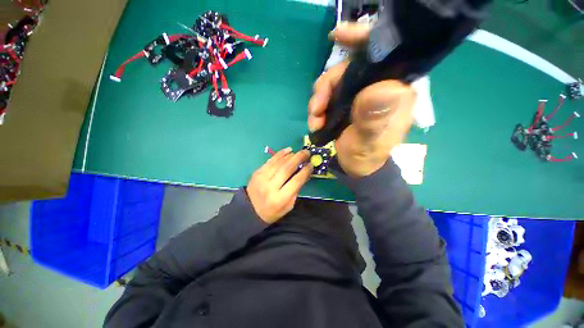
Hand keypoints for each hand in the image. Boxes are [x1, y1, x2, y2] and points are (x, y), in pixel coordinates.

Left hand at [247, 148, 311, 223]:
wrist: (250, 210)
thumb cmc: (273, 211)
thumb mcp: (288, 205)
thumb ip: (297, 189)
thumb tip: (305, 173)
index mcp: (280, 199)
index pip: (295, 181)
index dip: (305, 171)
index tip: (311, 164)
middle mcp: (270, 187)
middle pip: (287, 169)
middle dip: (298, 158)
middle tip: (306, 152)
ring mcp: (262, 178)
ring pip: (278, 163)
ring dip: (290, 155)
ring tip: (298, 152)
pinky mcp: (257, 172)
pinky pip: (270, 160)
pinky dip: (280, 154)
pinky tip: (287, 150)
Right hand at [308, 23, 415, 176]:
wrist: (356, 166)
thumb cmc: (367, 156)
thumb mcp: (370, 141)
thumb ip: (374, 119)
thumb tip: (380, 87)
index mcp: (394, 92)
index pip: (384, 55)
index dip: (362, 40)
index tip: (338, 36)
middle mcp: (378, 87)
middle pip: (349, 69)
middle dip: (327, 86)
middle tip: (316, 108)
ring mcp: (359, 95)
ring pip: (334, 83)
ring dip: (319, 100)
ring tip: (314, 119)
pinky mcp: (346, 103)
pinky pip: (328, 96)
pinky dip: (318, 107)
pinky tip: (315, 121)